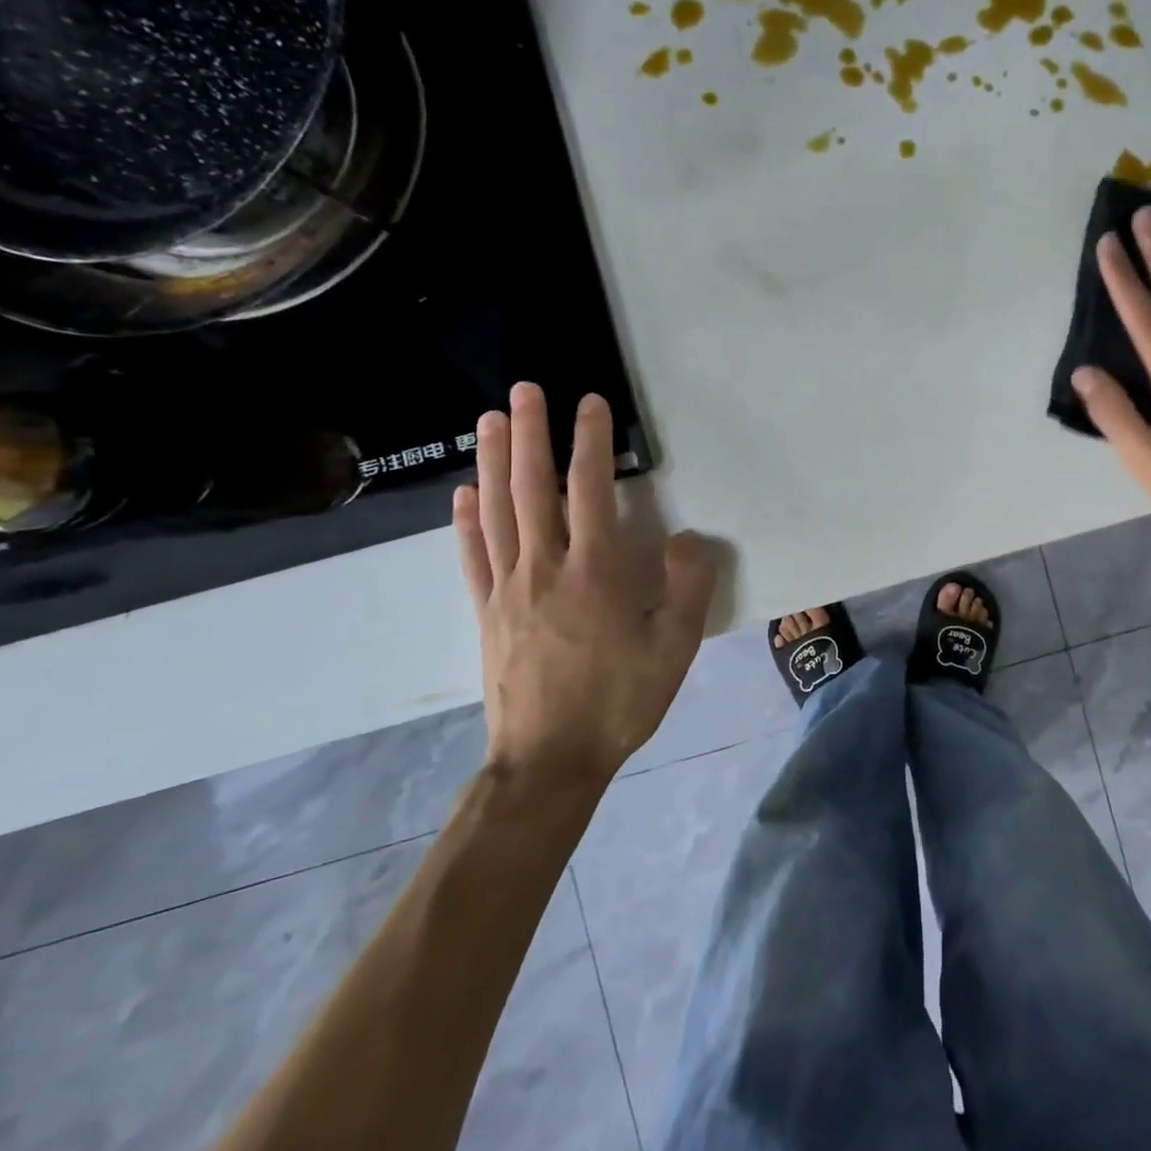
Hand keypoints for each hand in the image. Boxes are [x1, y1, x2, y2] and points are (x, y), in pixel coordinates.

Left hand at [455, 383, 715, 798]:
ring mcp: (508, 588)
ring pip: (496, 511)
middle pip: (533, 488)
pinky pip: (473, 556)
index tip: (589, 403)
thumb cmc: (620, 700)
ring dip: (492, 462)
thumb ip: (688, 587)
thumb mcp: (676, 648)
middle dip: (529, 433)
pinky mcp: (487, 612)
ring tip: (488, 420)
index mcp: (595, 572)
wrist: (550, 761)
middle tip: (525, 389)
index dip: (590, 441)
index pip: (591, 490)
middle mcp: (545, 567)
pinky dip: (465, 520)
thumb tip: (687, 539)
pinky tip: (462, 494)